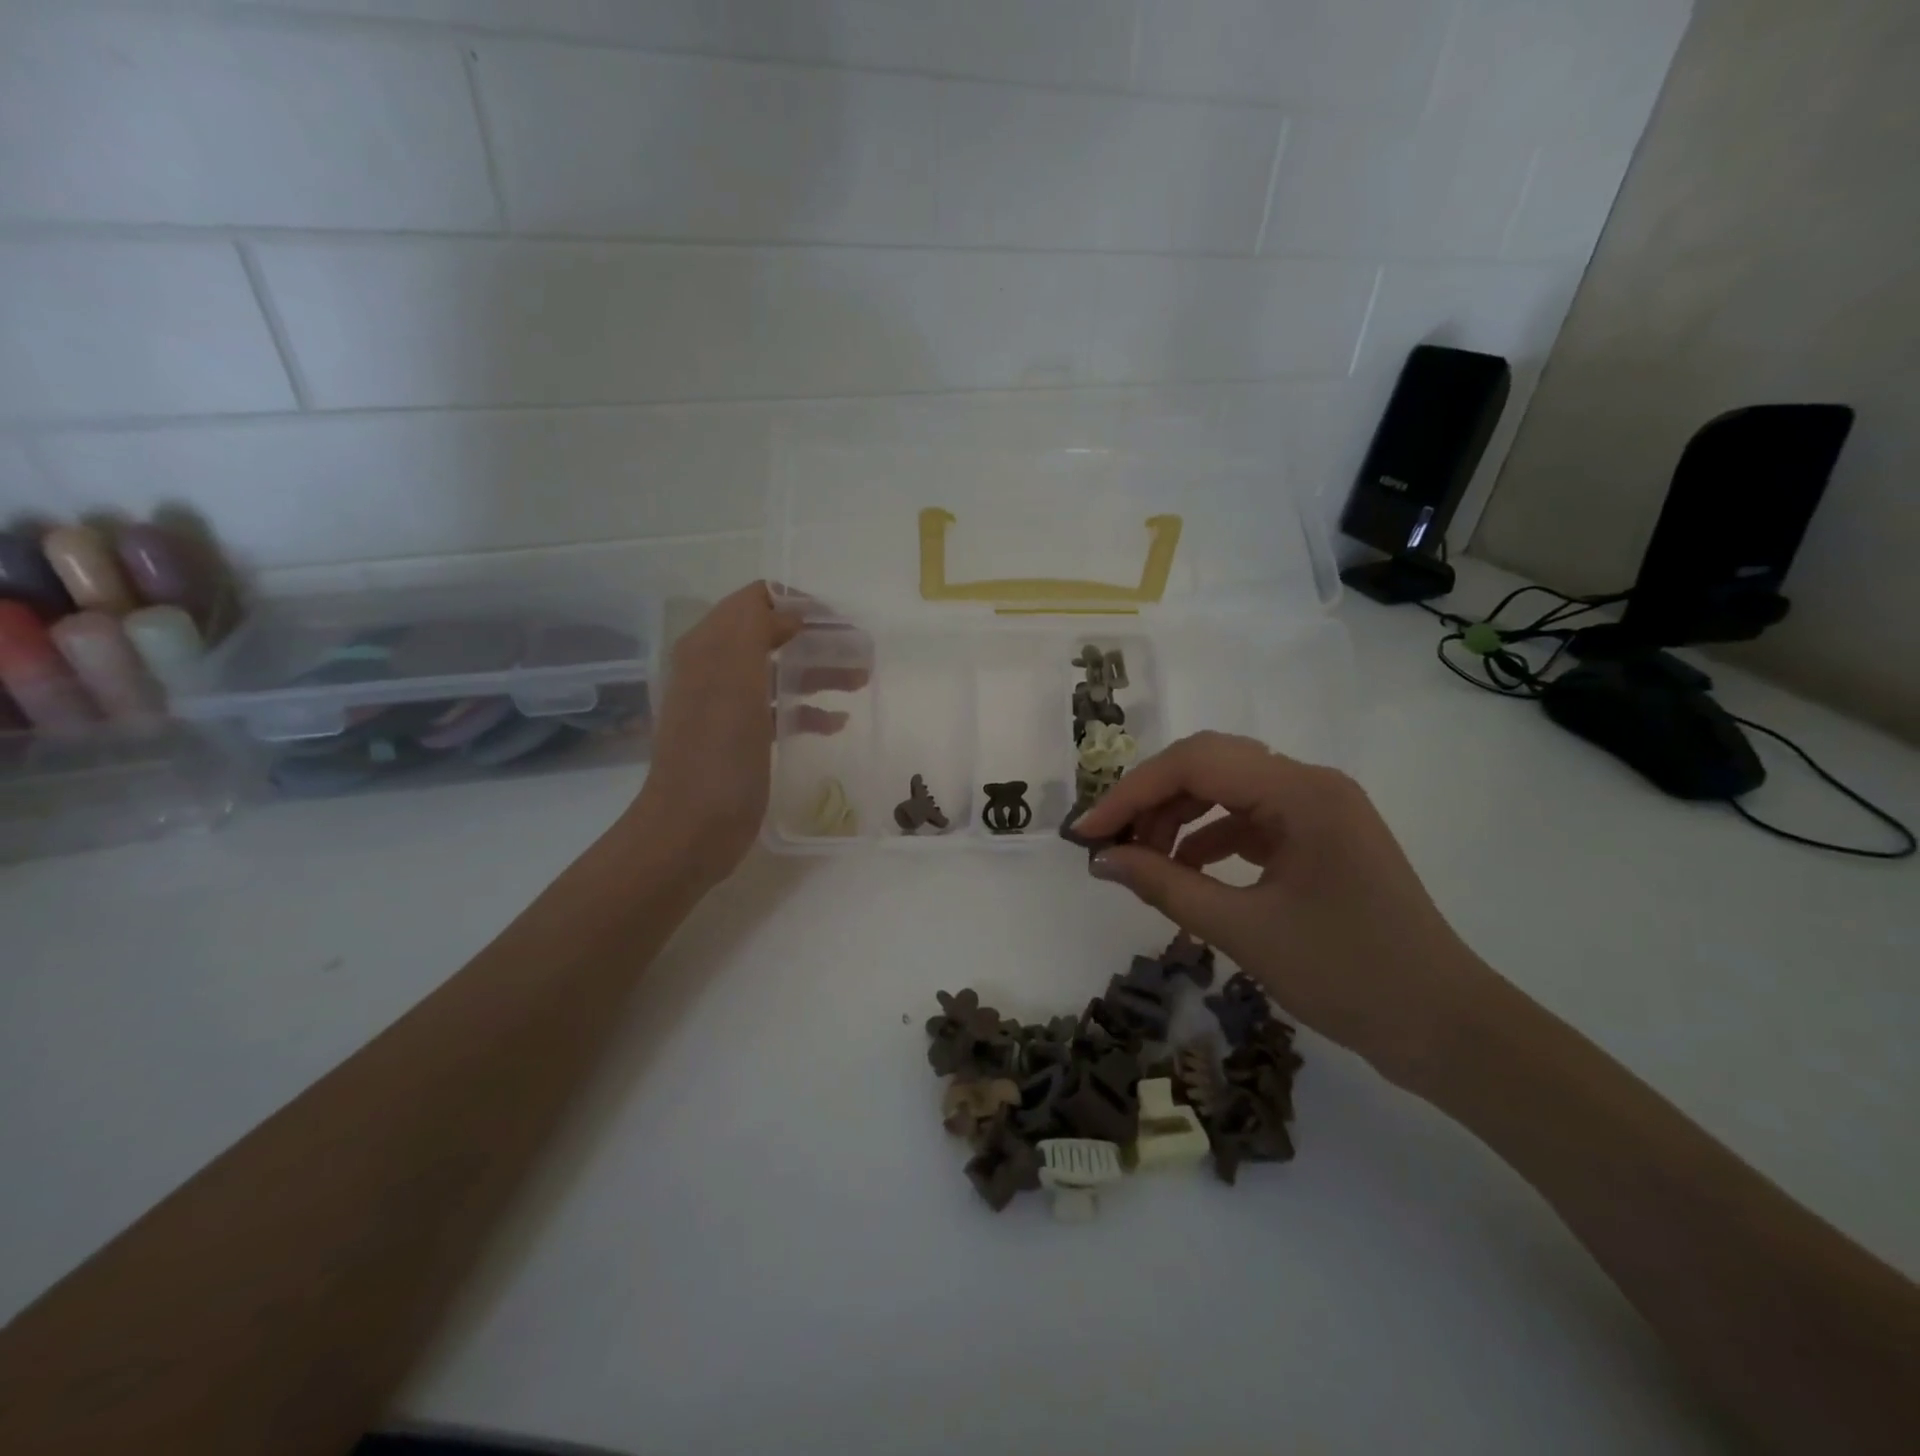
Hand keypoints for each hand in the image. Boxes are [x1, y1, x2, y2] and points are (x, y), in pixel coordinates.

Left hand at [628, 583, 848, 888]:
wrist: (691, 829)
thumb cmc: (718, 753)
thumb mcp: (733, 678)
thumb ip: (755, 628)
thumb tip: (791, 614)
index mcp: (708, 647)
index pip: (755, 600)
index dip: (798, 602)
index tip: (839, 622)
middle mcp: (714, 668)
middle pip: (772, 634)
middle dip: (817, 637)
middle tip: (861, 651)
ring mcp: (727, 706)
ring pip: (779, 672)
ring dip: (820, 671)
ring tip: (861, 680)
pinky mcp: (740, 739)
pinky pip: (778, 710)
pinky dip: (808, 710)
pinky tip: (836, 723)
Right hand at [1071, 731, 1499, 1083]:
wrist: (1446, 1029)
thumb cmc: (1349, 976)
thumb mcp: (1244, 930)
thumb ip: (1165, 886)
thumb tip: (1101, 860)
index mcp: (1301, 792)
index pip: (1195, 763)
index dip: (1131, 793)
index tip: (1085, 833)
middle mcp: (1310, 784)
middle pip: (1209, 766)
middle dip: (1151, 800)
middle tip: (1108, 843)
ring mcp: (1318, 810)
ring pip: (1226, 791)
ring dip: (1177, 819)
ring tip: (1140, 861)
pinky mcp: (1318, 838)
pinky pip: (1248, 821)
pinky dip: (1207, 840)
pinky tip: (1182, 873)